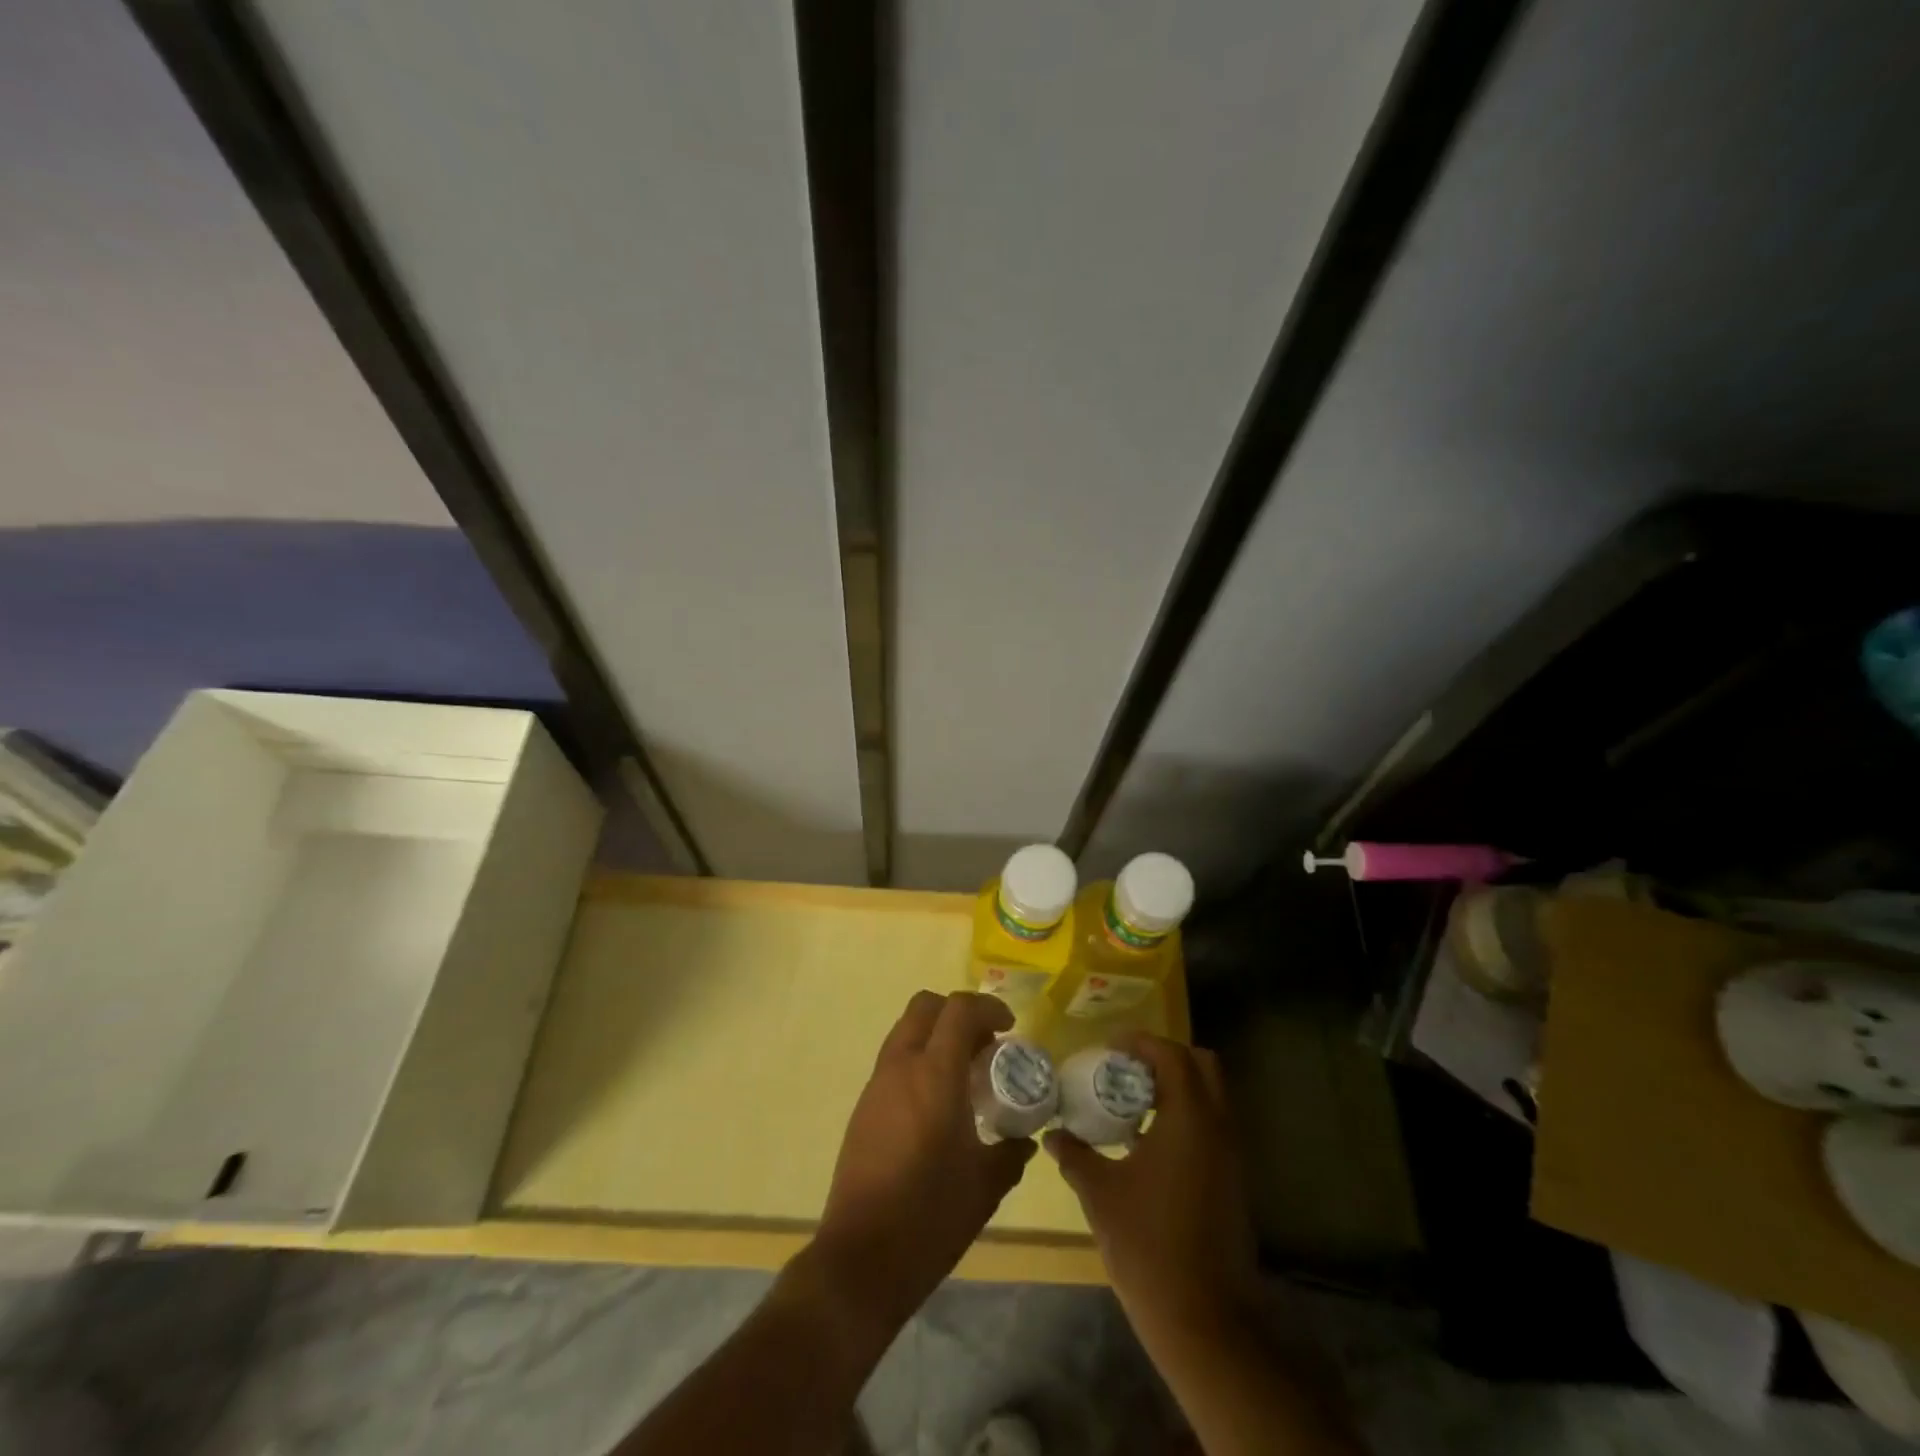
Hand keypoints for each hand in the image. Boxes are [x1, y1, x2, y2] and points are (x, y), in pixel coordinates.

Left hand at [812, 991, 1035, 1330]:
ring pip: (906, 1031)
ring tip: (965, 1076)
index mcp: (934, 1075)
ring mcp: (876, 1085)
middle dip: (958, 1012)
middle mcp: (901, 1067)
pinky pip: (895, 1061)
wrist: (861, 1259)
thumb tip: (1024, 1140)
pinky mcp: (863, 1107)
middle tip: (985, 1045)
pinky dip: (919, 1061)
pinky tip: (938, 1105)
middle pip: (925, 1006)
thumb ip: (1010, 1153)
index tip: (1010, 1027)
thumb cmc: (930, 1216)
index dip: (988, 1007)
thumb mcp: (985, 1186)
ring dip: (937, 1036)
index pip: (959, 1010)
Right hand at [1045, 1035, 1257, 1343]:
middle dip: (1166, 1058)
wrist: (1204, 1320)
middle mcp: (1218, 1128)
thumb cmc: (1148, 1245)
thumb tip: (1053, 1135)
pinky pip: (1212, 1127)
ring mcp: (1231, 1157)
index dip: (1142, 1042)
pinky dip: (1185, 1117)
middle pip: (1203, 1066)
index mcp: (1190, 1119)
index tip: (1111, 1047)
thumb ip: (1075, 1155)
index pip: (1173, 1055)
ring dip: (1177, 1088)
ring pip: (1211, 1098)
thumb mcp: (1100, 1194)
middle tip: (1128, 1069)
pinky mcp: (1232, 1182)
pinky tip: (1149, 1144)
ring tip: (1133, 1104)